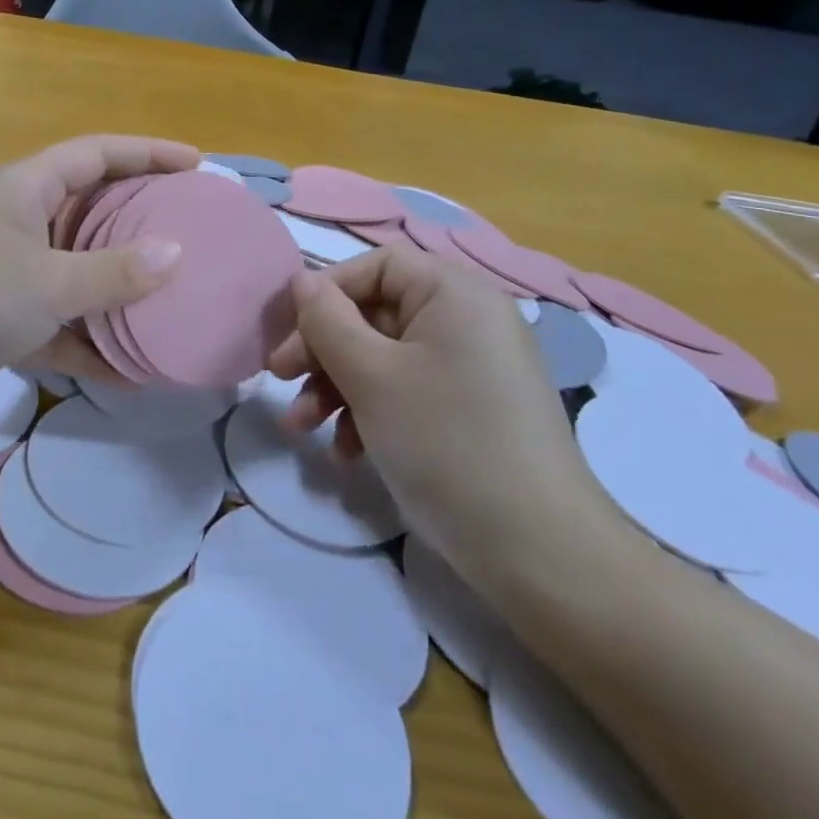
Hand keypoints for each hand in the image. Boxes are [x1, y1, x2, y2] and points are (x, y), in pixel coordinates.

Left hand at [0, 135, 199, 432]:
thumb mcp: (46, 279)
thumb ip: (112, 272)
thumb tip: (176, 255)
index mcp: (26, 188)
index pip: (97, 154)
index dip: (147, 153)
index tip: (197, 165)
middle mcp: (18, 223)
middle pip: (91, 211)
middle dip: (140, 222)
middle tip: (193, 234)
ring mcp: (7, 274)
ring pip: (77, 273)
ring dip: (119, 290)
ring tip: (174, 301)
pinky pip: (58, 325)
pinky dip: (89, 343)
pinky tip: (131, 370)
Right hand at [267, 246, 621, 580]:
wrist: (539, 553)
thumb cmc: (445, 441)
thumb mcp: (370, 376)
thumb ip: (326, 320)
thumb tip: (302, 281)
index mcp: (455, 294)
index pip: (377, 266)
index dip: (326, 290)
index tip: (288, 330)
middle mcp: (468, 321)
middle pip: (375, 313)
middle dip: (322, 350)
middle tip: (279, 379)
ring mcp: (473, 368)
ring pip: (384, 358)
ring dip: (337, 387)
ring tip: (303, 427)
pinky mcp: (472, 411)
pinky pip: (408, 391)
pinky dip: (371, 412)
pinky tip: (347, 452)